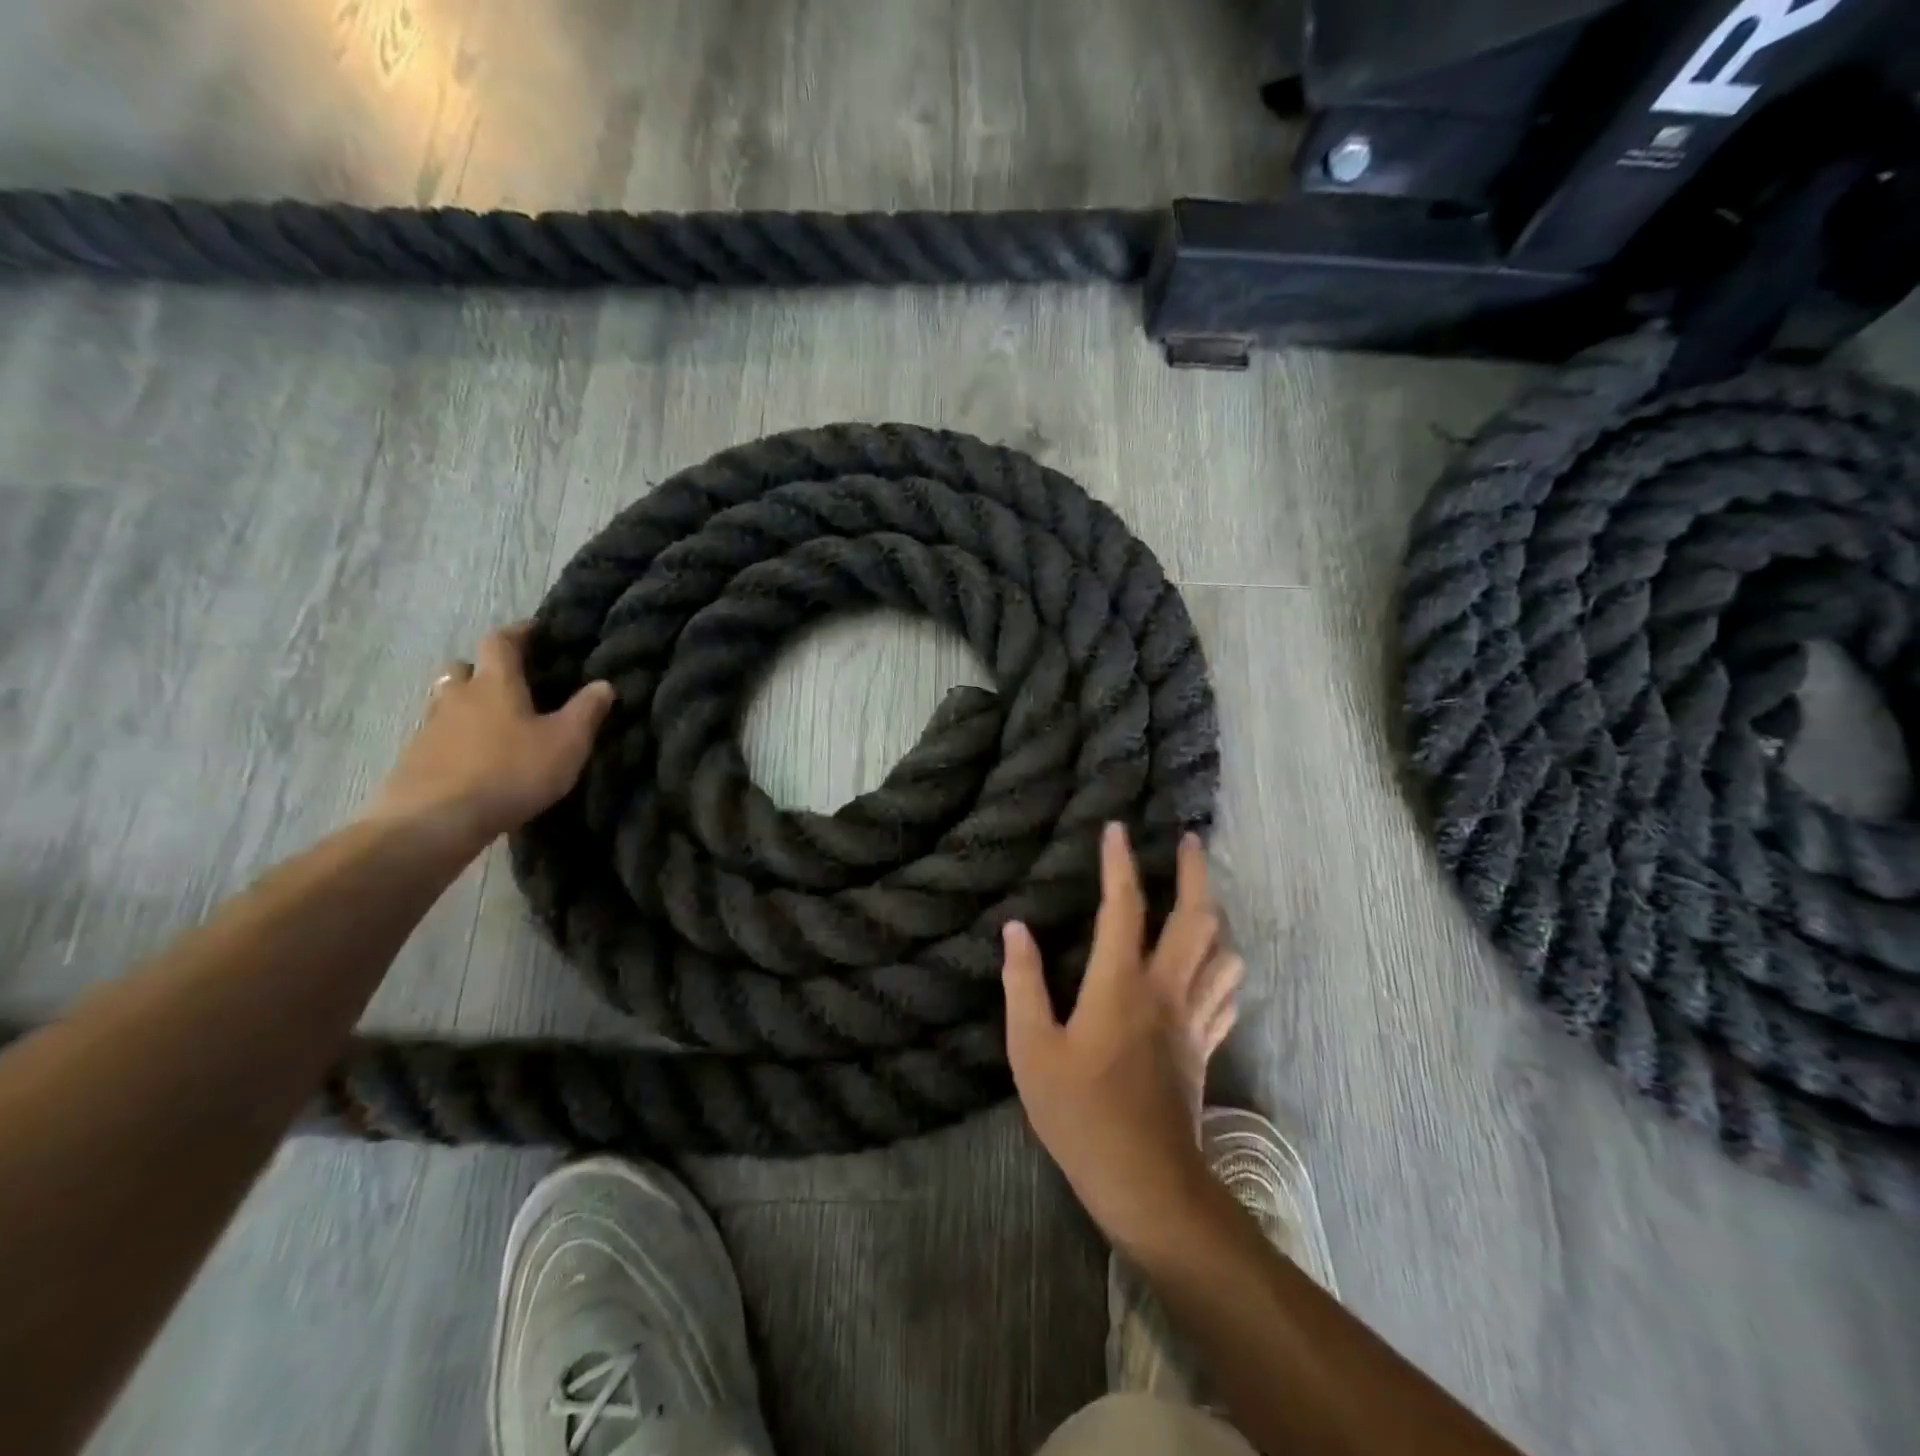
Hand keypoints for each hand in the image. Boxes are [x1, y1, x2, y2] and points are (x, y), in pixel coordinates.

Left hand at [362, 623, 613, 848]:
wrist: (434, 821)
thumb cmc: (510, 772)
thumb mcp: (567, 743)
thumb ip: (587, 711)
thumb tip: (604, 683)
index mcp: (495, 683)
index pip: (500, 641)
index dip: (518, 632)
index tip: (535, 631)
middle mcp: (457, 696)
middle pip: (463, 668)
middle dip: (484, 669)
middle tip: (509, 682)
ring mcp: (430, 727)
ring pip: (446, 701)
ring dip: (466, 703)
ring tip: (494, 723)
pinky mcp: (415, 759)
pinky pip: (438, 735)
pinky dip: (455, 737)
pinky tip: (474, 759)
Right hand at [1002, 824, 1244, 1251]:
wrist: (1145, 1181)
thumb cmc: (1079, 1113)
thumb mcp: (1032, 1049)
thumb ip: (1023, 984)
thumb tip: (1015, 928)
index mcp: (1120, 984)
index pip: (1123, 906)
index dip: (1119, 863)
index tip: (1117, 828)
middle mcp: (1165, 989)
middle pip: (1196, 918)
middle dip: (1194, 873)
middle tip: (1190, 840)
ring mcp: (1193, 1018)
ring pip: (1223, 953)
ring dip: (1217, 916)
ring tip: (1203, 897)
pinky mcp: (1206, 1047)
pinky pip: (1226, 994)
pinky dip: (1224, 967)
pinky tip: (1216, 964)